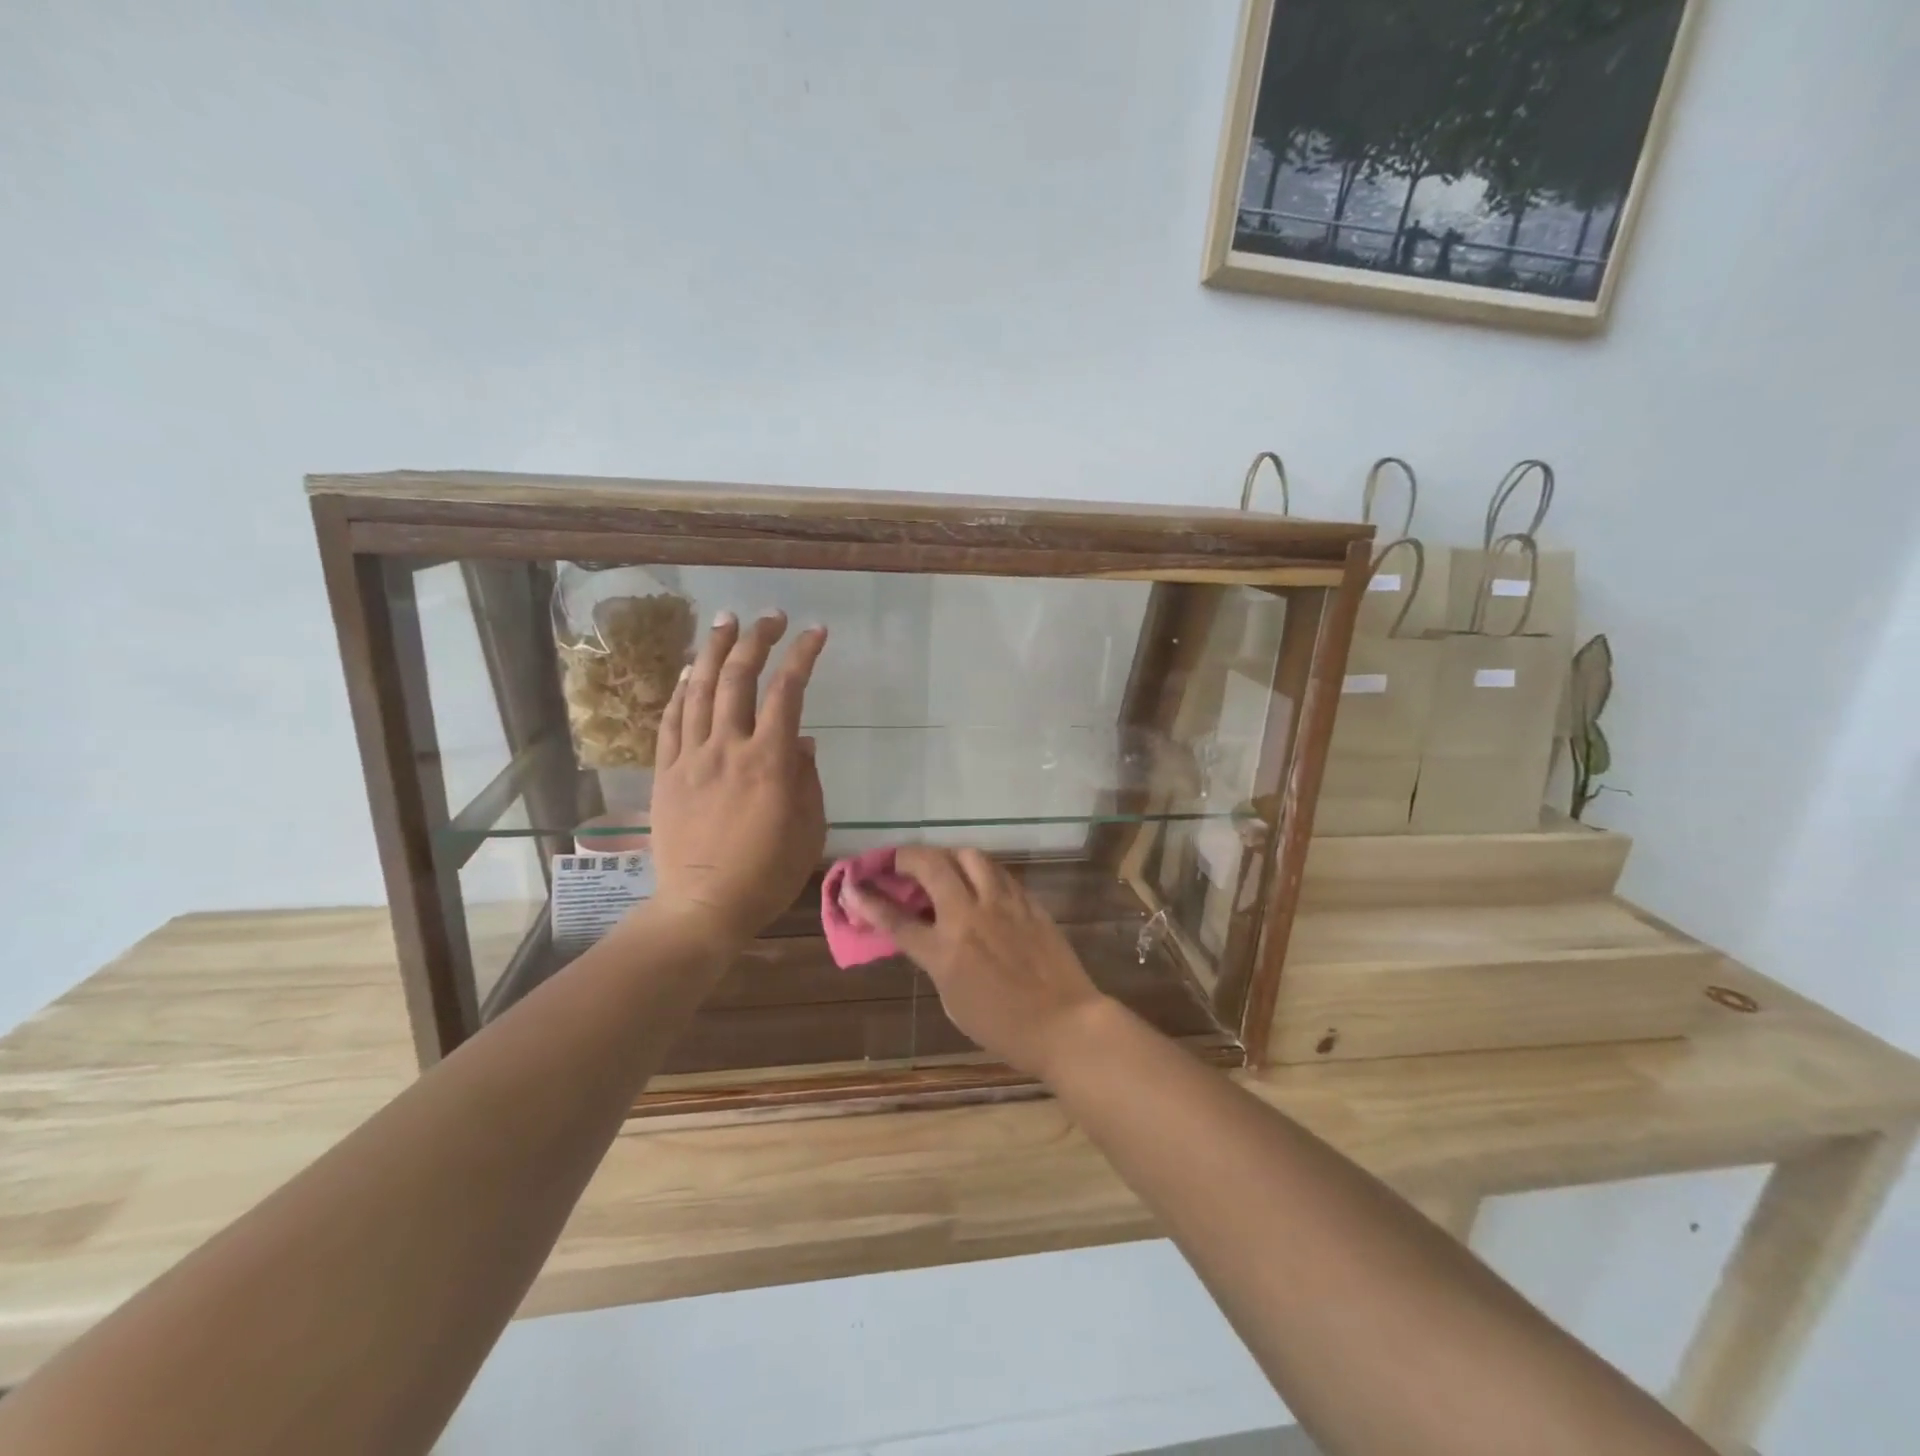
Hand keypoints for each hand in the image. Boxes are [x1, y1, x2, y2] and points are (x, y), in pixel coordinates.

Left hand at [647, 610, 827, 945]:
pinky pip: (670, 721)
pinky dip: (678, 691)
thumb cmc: (766, 874)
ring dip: (712, 651)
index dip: (802, 656)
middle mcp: (728, 748)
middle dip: (756, 640)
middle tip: (769, 617)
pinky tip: (686, 672)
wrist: (702, 907)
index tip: (815, 633)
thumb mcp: (809, 830)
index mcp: (769, 762)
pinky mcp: (666, 773)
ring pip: (698, 690)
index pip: (787, 692)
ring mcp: (691, 758)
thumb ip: (808, 779)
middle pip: (738, 678)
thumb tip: (803, 741)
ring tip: (725, 622)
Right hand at [846, 846, 1110, 1078]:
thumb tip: (929, 934)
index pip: (897, 919)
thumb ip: (937, 961)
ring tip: (942, 866)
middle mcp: (970, 917)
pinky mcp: (1028, 902)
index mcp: (946, 952)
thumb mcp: (954, 1002)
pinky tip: (979, 882)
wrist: (1064, 1024)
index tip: (852, 884)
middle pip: (931, 866)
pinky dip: (980, 870)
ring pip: (969, 856)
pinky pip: (998, 872)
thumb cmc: (1004, 1027)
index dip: (869, 901)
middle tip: (897, 861)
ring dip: (947, 855)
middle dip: (906, 857)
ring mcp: (1002, 904)